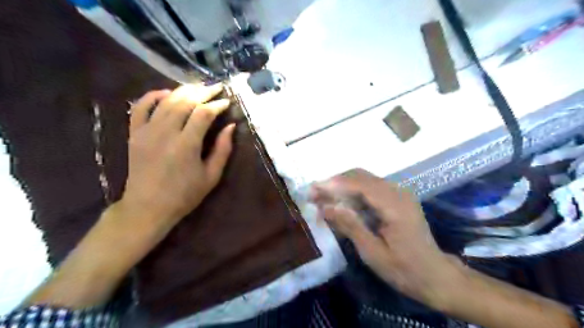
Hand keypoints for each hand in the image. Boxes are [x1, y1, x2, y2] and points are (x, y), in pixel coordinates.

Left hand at [120, 83, 233, 232]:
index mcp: (187, 144)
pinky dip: (153, 95)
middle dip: (203, 92)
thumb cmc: (184, 195)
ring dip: (184, 90)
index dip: (217, 105)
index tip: (227, 102)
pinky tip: (166, 93)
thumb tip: (231, 127)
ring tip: (198, 87)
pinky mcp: (133, 133)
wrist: (146, 208)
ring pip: (166, 101)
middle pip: (186, 101)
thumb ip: (222, 150)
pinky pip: (140, 106)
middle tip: (216, 87)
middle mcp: (165, 132)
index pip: (204, 114)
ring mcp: (146, 131)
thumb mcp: (211, 176)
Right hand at [310, 169, 454, 307]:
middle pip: (361, 176)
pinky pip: (370, 187)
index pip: (360, 184)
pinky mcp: (397, 198)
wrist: (435, 275)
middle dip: (335, 182)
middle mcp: (398, 192)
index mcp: (395, 205)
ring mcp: (399, 193)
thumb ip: (351, 226)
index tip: (313, 189)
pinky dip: (352, 191)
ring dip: (342, 185)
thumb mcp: (373, 253)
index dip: (334, 184)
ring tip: (322, 197)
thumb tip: (326, 207)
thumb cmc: (404, 269)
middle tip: (314, 194)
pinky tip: (340, 201)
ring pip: (364, 179)